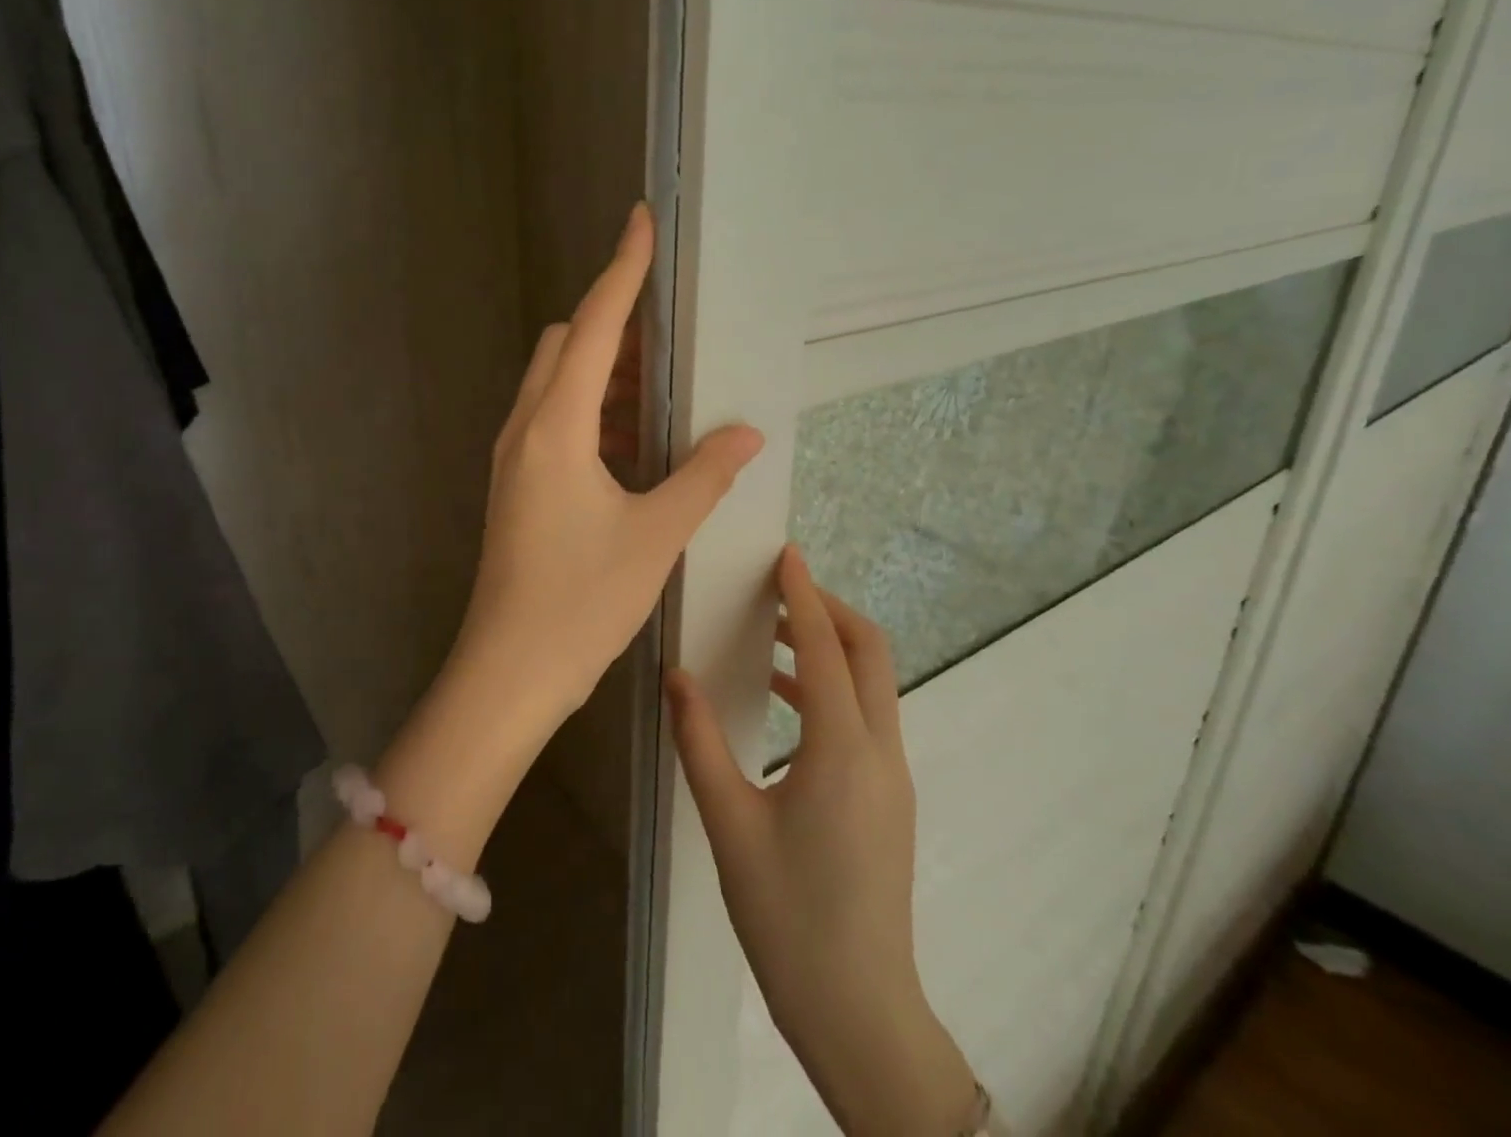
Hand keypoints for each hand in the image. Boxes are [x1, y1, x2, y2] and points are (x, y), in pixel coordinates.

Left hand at [451, 202, 762, 730]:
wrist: (510, 670)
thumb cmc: (582, 601)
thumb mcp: (656, 535)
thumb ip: (703, 474)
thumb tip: (745, 432)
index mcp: (557, 425)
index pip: (594, 325)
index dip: (621, 270)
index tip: (640, 222)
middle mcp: (526, 427)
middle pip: (567, 344)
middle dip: (615, 325)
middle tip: (670, 337)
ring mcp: (514, 456)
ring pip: (557, 383)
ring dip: (605, 373)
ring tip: (662, 391)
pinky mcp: (515, 483)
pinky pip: (553, 421)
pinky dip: (592, 412)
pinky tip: (633, 445)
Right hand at [667, 547, 977, 1136]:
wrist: (859, 1012)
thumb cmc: (787, 916)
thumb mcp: (729, 823)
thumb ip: (699, 740)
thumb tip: (675, 674)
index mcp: (843, 751)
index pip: (828, 648)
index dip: (805, 595)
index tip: (786, 555)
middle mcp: (880, 752)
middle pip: (871, 653)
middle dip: (830, 610)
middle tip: (778, 591)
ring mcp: (892, 777)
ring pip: (873, 684)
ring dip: (831, 647)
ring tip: (774, 635)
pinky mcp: (887, 797)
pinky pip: (866, 716)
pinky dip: (832, 686)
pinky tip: (785, 699)